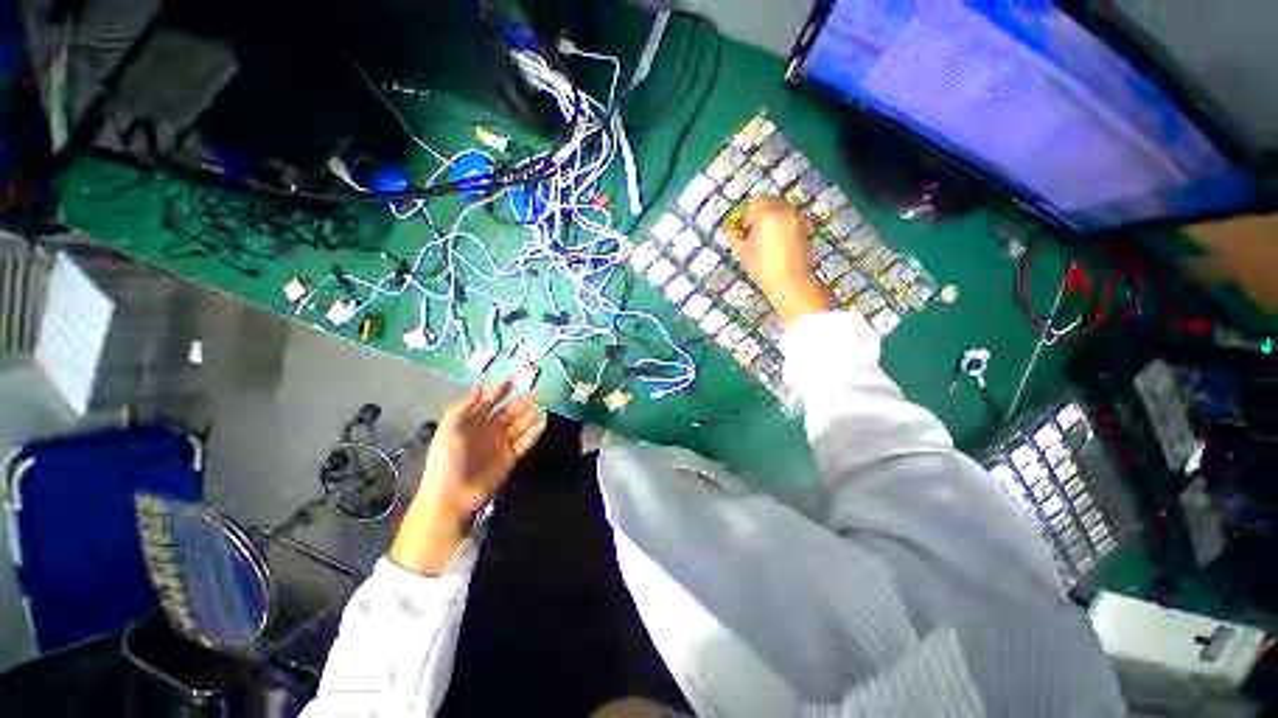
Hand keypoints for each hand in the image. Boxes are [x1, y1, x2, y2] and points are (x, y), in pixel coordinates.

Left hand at [390, 378, 545, 575]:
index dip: (499, 390)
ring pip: (519, 426)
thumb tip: (480, 386)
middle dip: (521, 404)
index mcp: (472, 422)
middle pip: (508, 413)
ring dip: (529, 417)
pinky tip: (541, 424)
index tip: (513, 380)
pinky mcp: (510, 458)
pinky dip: (533, 433)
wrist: (453, 495)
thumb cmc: (448, 459)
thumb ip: (464, 406)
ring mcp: (500, 444)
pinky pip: (525, 442)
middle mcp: (488, 430)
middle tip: (535, 396)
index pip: (489, 401)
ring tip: (540, 408)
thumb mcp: (449, 429)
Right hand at [733, 198, 835, 325]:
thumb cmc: (763, 267)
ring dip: (770, 220)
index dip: (744, 217)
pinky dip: (780, 227)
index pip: (753, 205)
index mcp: (768, 214)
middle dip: (758, 215)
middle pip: (768, 203)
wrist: (790, 282)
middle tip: (750, 232)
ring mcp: (797, 219)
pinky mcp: (804, 230)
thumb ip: (735, 239)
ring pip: (780, 211)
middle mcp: (785, 211)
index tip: (740, 231)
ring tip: (762, 239)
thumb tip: (729, 233)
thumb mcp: (743, 253)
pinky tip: (774, 244)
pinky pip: (788, 221)